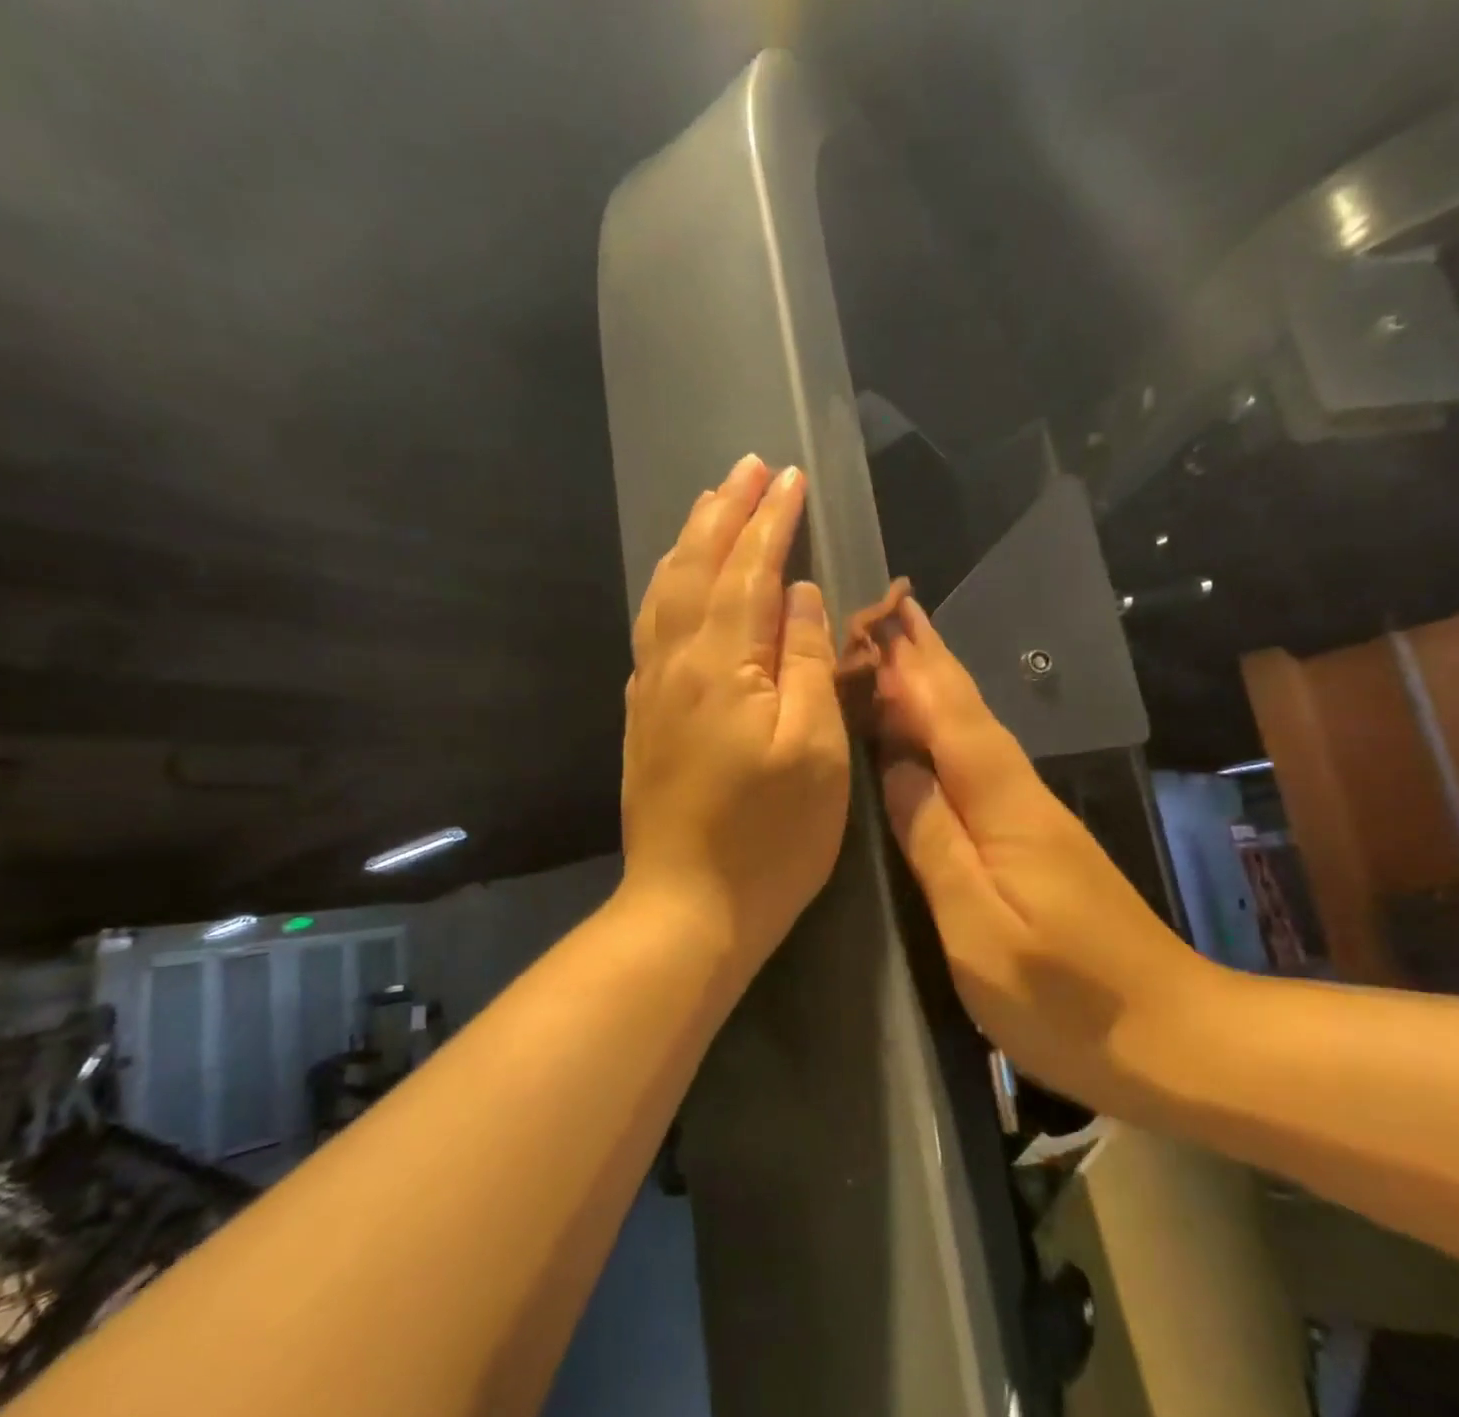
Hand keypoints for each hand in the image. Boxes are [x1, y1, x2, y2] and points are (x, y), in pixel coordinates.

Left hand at [620, 456, 850, 976]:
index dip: (771, 521)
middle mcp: (675, 664)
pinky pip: (651, 629)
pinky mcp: (643, 717)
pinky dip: (666, 588)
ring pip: (664, 593)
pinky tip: (676, 584)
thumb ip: (804, 662)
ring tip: (709, 505)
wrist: (688, 908)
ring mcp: (651, 691)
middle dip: (724, 513)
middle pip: (697, 568)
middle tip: (746, 467)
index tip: (788, 476)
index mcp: (721, 666)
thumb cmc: (770, 838)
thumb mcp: (815, 751)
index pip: (750, 571)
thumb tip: (796, 594)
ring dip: (690, 542)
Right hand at [874, 599, 1219, 1110]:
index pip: (950, 716)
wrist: (1177, 1036)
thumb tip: (895, 767)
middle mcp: (1022, 795)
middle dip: (927, 661)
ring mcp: (1036, 818)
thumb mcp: (978, 929)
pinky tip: (936, 738)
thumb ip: (933, 842)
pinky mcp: (1041, 843)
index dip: (913, 667)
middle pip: (968, 712)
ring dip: (938, 690)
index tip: (881, 618)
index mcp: (1004, 806)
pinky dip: (952, 735)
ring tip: (899, 658)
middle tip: (888, 615)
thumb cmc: (1066, 997)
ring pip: (977, 734)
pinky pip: (982, 767)